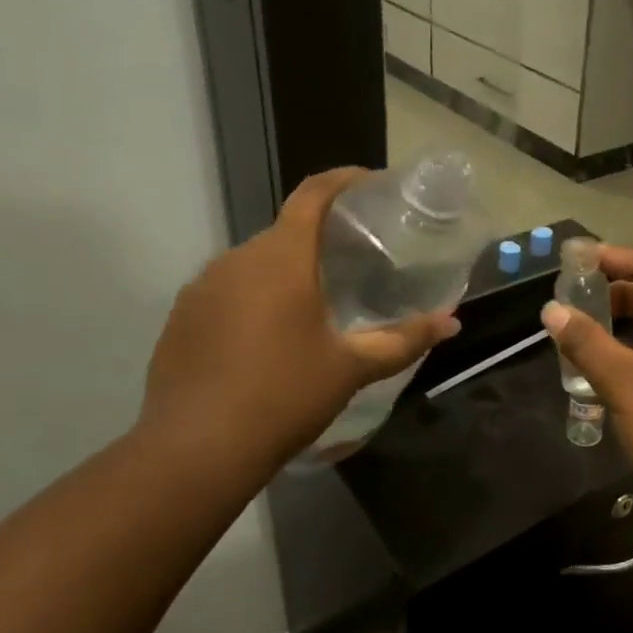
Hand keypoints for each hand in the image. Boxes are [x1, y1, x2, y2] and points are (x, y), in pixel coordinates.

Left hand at [136, 168, 459, 488]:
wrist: (196, 451)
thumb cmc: (284, 396)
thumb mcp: (352, 368)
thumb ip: (404, 340)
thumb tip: (451, 322)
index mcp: (281, 259)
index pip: (312, 195)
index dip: (343, 180)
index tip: (370, 183)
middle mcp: (235, 260)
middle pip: (285, 231)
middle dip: (320, 237)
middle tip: (354, 261)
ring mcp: (201, 288)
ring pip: (254, 263)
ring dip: (286, 271)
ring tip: (315, 302)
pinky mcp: (180, 318)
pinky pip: (226, 291)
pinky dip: (253, 298)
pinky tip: (268, 338)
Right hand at [541, 246, 632, 493]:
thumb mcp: (625, 380)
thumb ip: (586, 342)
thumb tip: (551, 310)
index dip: (613, 257)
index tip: (573, 259)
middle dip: (613, 290)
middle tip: (570, 297)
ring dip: (620, 323)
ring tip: (578, 330)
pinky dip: (631, 352)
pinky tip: (600, 367)